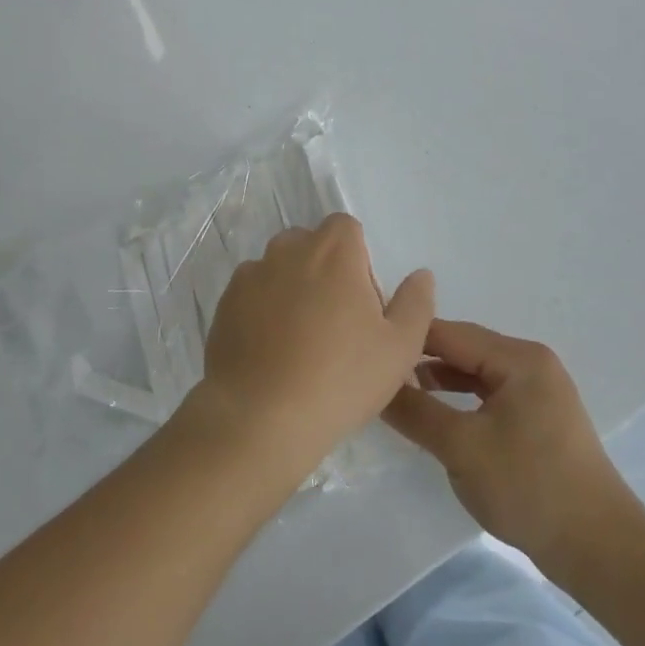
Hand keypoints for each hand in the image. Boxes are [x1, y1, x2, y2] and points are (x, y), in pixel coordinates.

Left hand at [188, 214, 434, 483]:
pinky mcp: (224, 304)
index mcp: (333, 251)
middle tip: (336, 325)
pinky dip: (263, 311)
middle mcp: (287, 251)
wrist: (259, 417)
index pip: (346, 228)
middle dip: (324, 271)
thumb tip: (420, 275)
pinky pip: (252, 294)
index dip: (358, 260)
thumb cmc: (340, 379)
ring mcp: (250, 275)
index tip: (362, 303)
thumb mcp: (399, 348)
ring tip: (300, 342)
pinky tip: (271, 352)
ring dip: (292, 289)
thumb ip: (415, 303)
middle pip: (310, 245)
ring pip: (279, 269)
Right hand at [382, 321, 644, 570]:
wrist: (599, 550)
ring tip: (397, 392)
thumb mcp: (461, 447)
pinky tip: (435, 415)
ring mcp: (538, 391)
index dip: (406, 339)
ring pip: (474, 373)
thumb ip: (414, 411)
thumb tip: (373, 385)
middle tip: (375, 370)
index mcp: (519, 358)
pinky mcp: (538, 419)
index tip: (366, 349)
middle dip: (420, 359)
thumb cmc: (530, 487)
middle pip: (462, 349)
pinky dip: (460, 400)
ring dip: (438, 381)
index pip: (449, 333)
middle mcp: (531, 363)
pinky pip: (489, 395)